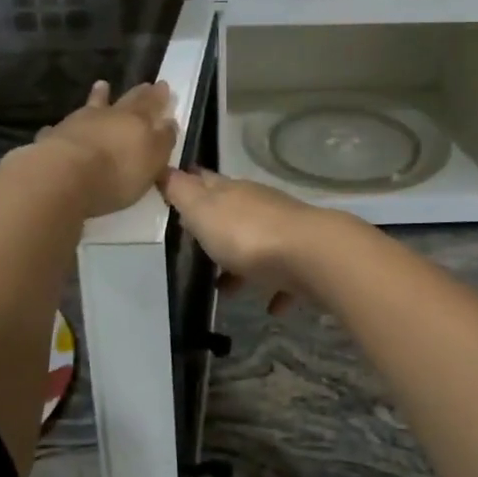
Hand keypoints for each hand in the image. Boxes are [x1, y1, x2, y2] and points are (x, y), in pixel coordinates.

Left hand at [35, 80, 176, 217]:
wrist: (64, 177)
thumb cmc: (117, 172)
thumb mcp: (153, 160)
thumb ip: (163, 139)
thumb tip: (169, 121)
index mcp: (136, 120)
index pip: (152, 103)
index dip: (158, 96)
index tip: (163, 85)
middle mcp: (108, 115)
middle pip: (126, 101)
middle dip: (137, 94)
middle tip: (144, 85)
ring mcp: (77, 123)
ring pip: (92, 106)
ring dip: (98, 97)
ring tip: (102, 85)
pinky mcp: (53, 138)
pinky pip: (60, 129)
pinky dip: (64, 127)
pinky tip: (58, 127)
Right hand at [161, 167, 333, 314]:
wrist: (312, 257)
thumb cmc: (247, 235)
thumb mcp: (203, 210)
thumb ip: (182, 192)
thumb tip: (165, 168)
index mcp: (233, 192)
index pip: (206, 181)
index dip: (190, 184)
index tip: (175, 191)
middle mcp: (260, 207)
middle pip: (233, 214)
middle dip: (215, 229)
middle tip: (196, 249)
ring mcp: (286, 233)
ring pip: (258, 246)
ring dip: (242, 265)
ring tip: (226, 290)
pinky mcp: (305, 261)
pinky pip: (286, 276)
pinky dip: (277, 288)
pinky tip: (270, 308)